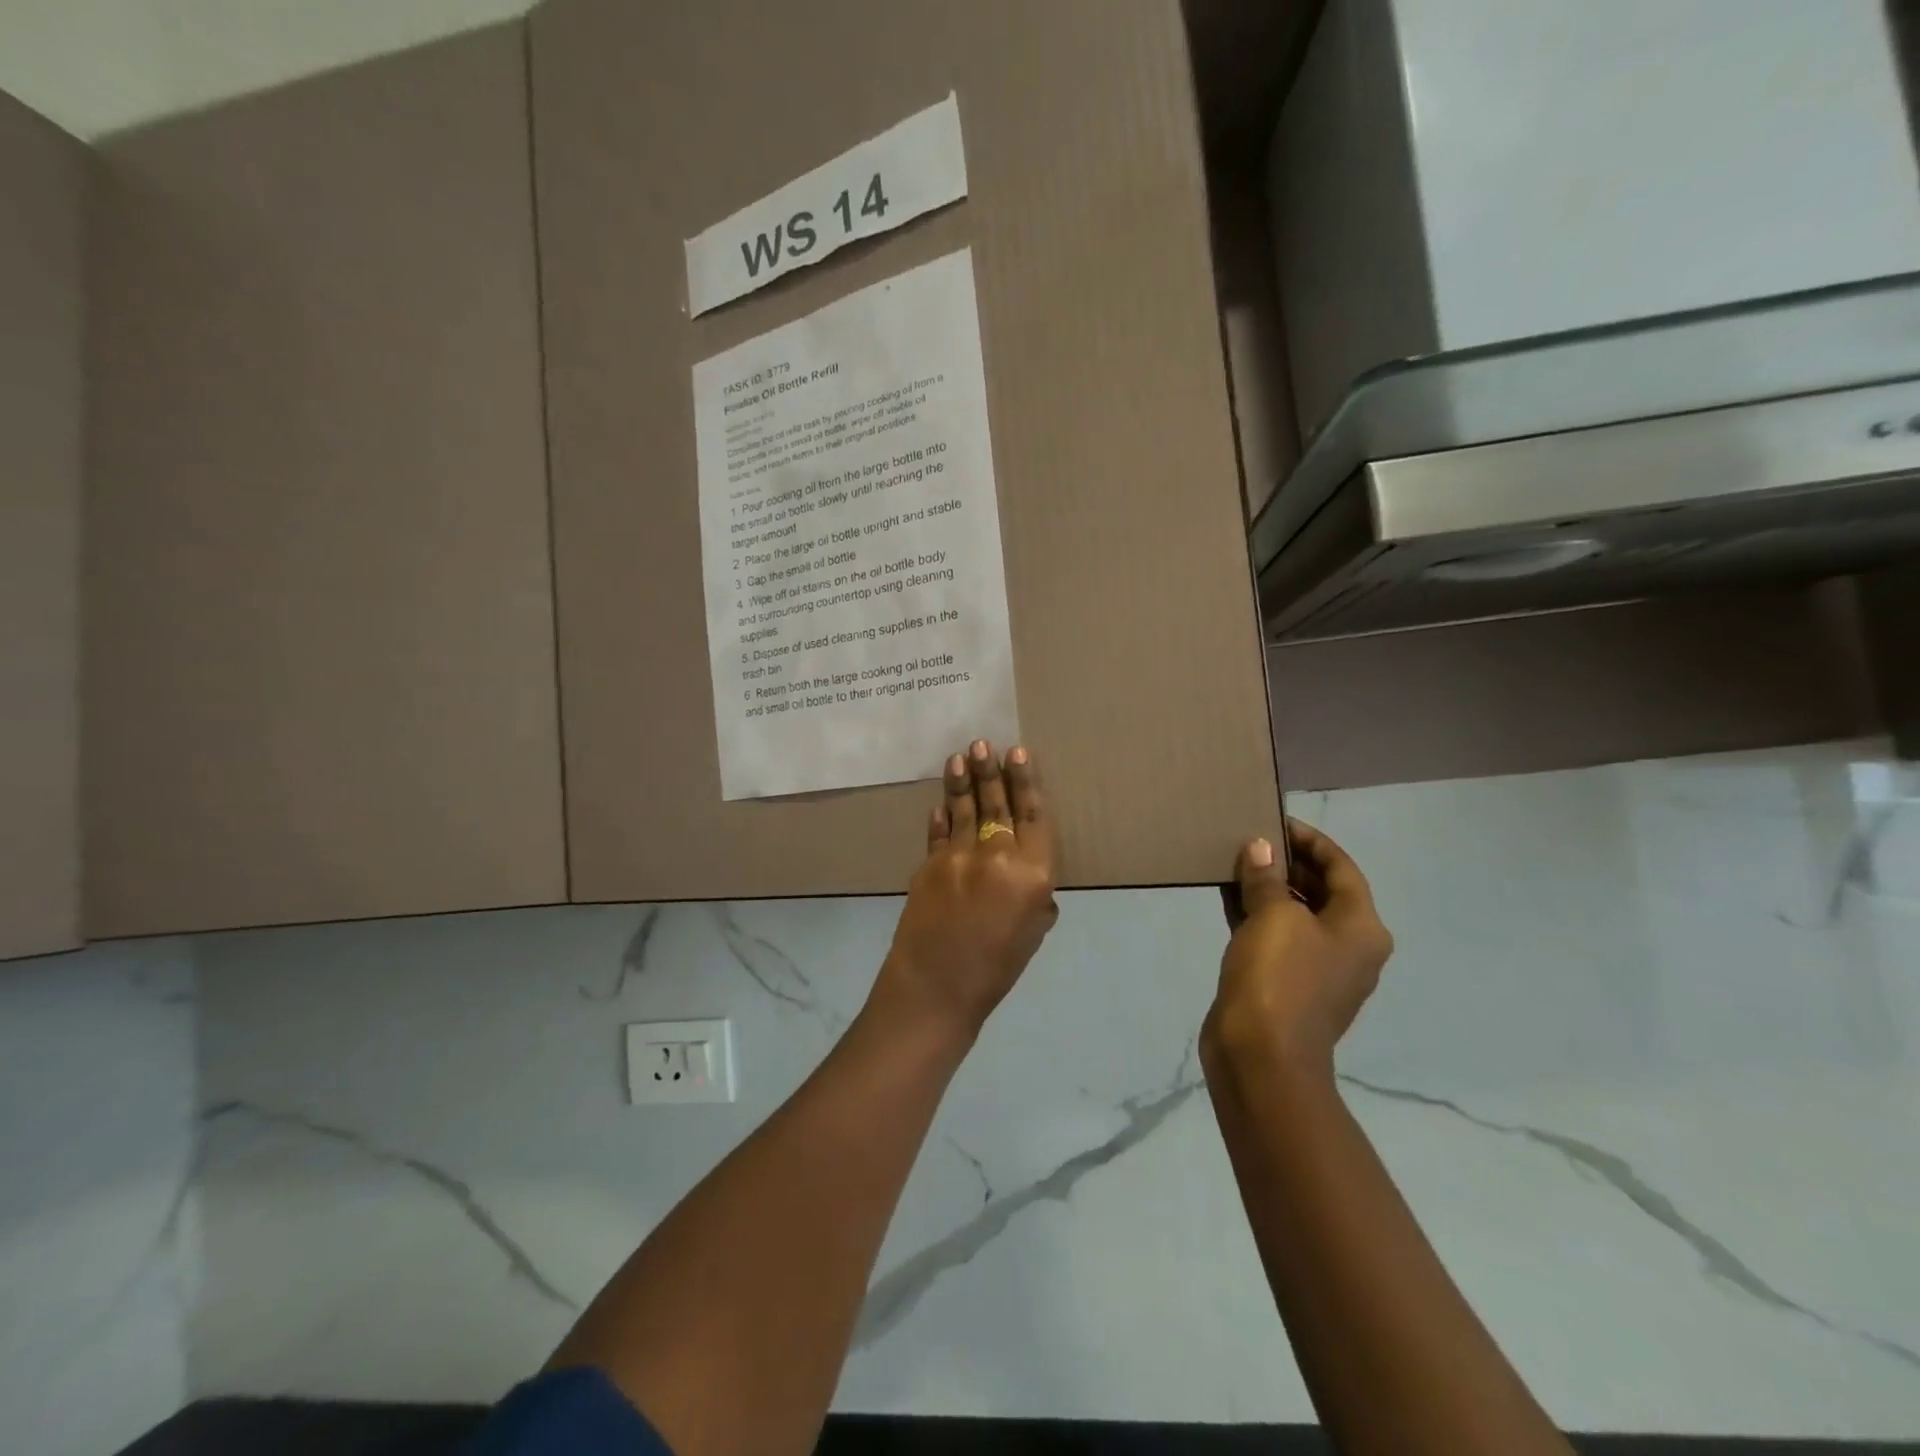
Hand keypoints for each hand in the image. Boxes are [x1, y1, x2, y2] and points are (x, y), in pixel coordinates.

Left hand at [873, 740, 1058, 1039]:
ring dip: (962, 781)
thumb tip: (1030, 879)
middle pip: (996, 804)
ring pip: (964, 809)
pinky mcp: (928, 864)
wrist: (936, 987)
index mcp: (1032, 874)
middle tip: (983, 743)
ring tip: (961, 755)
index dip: (1026, 782)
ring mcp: (958, 857)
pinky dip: (940, 817)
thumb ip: (1036, 897)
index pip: (1032, 817)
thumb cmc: (996, 969)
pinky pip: (938, 833)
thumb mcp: (1032, 933)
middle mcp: (997, 856)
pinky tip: (940, 802)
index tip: (1018, 753)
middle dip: (990, 771)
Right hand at [1202, 820, 1392, 1079]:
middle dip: (1287, 863)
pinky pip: (1273, 936)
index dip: (1310, 840)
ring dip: (1267, 887)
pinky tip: (1227, 895)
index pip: (1342, 868)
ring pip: (1294, 913)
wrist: (1261, 1056)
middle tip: (1250, 838)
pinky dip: (1254, 913)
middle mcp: (1347, 947)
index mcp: (1361, 928)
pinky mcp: (1285, 983)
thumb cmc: (1279, 977)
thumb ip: (1267, 878)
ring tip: (1235, 860)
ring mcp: (1316, 968)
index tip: (1276, 821)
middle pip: (1321, 890)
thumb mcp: (1274, 916)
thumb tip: (1260, 848)